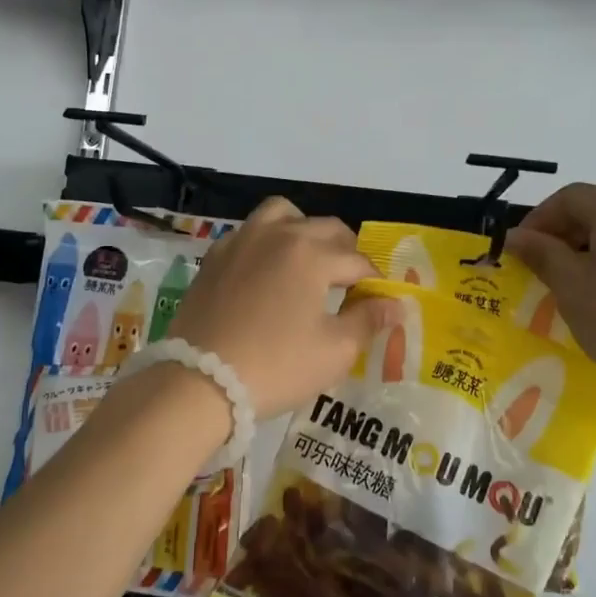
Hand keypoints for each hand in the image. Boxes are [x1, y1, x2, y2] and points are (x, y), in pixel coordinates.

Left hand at [165, 197, 395, 419]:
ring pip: (283, 214)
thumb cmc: (276, 367)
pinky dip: (268, 240)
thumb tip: (396, 304)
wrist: (199, 382)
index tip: (380, 301)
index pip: (357, 261)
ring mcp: (242, 241)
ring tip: (309, 260)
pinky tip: (268, 269)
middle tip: (351, 284)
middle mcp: (278, 235)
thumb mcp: (333, 351)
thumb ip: (368, 320)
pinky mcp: (215, 256)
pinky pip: (250, 231)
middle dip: (346, 252)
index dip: (375, 281)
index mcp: (312, 254)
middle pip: (326, 229)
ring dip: (304, 230)